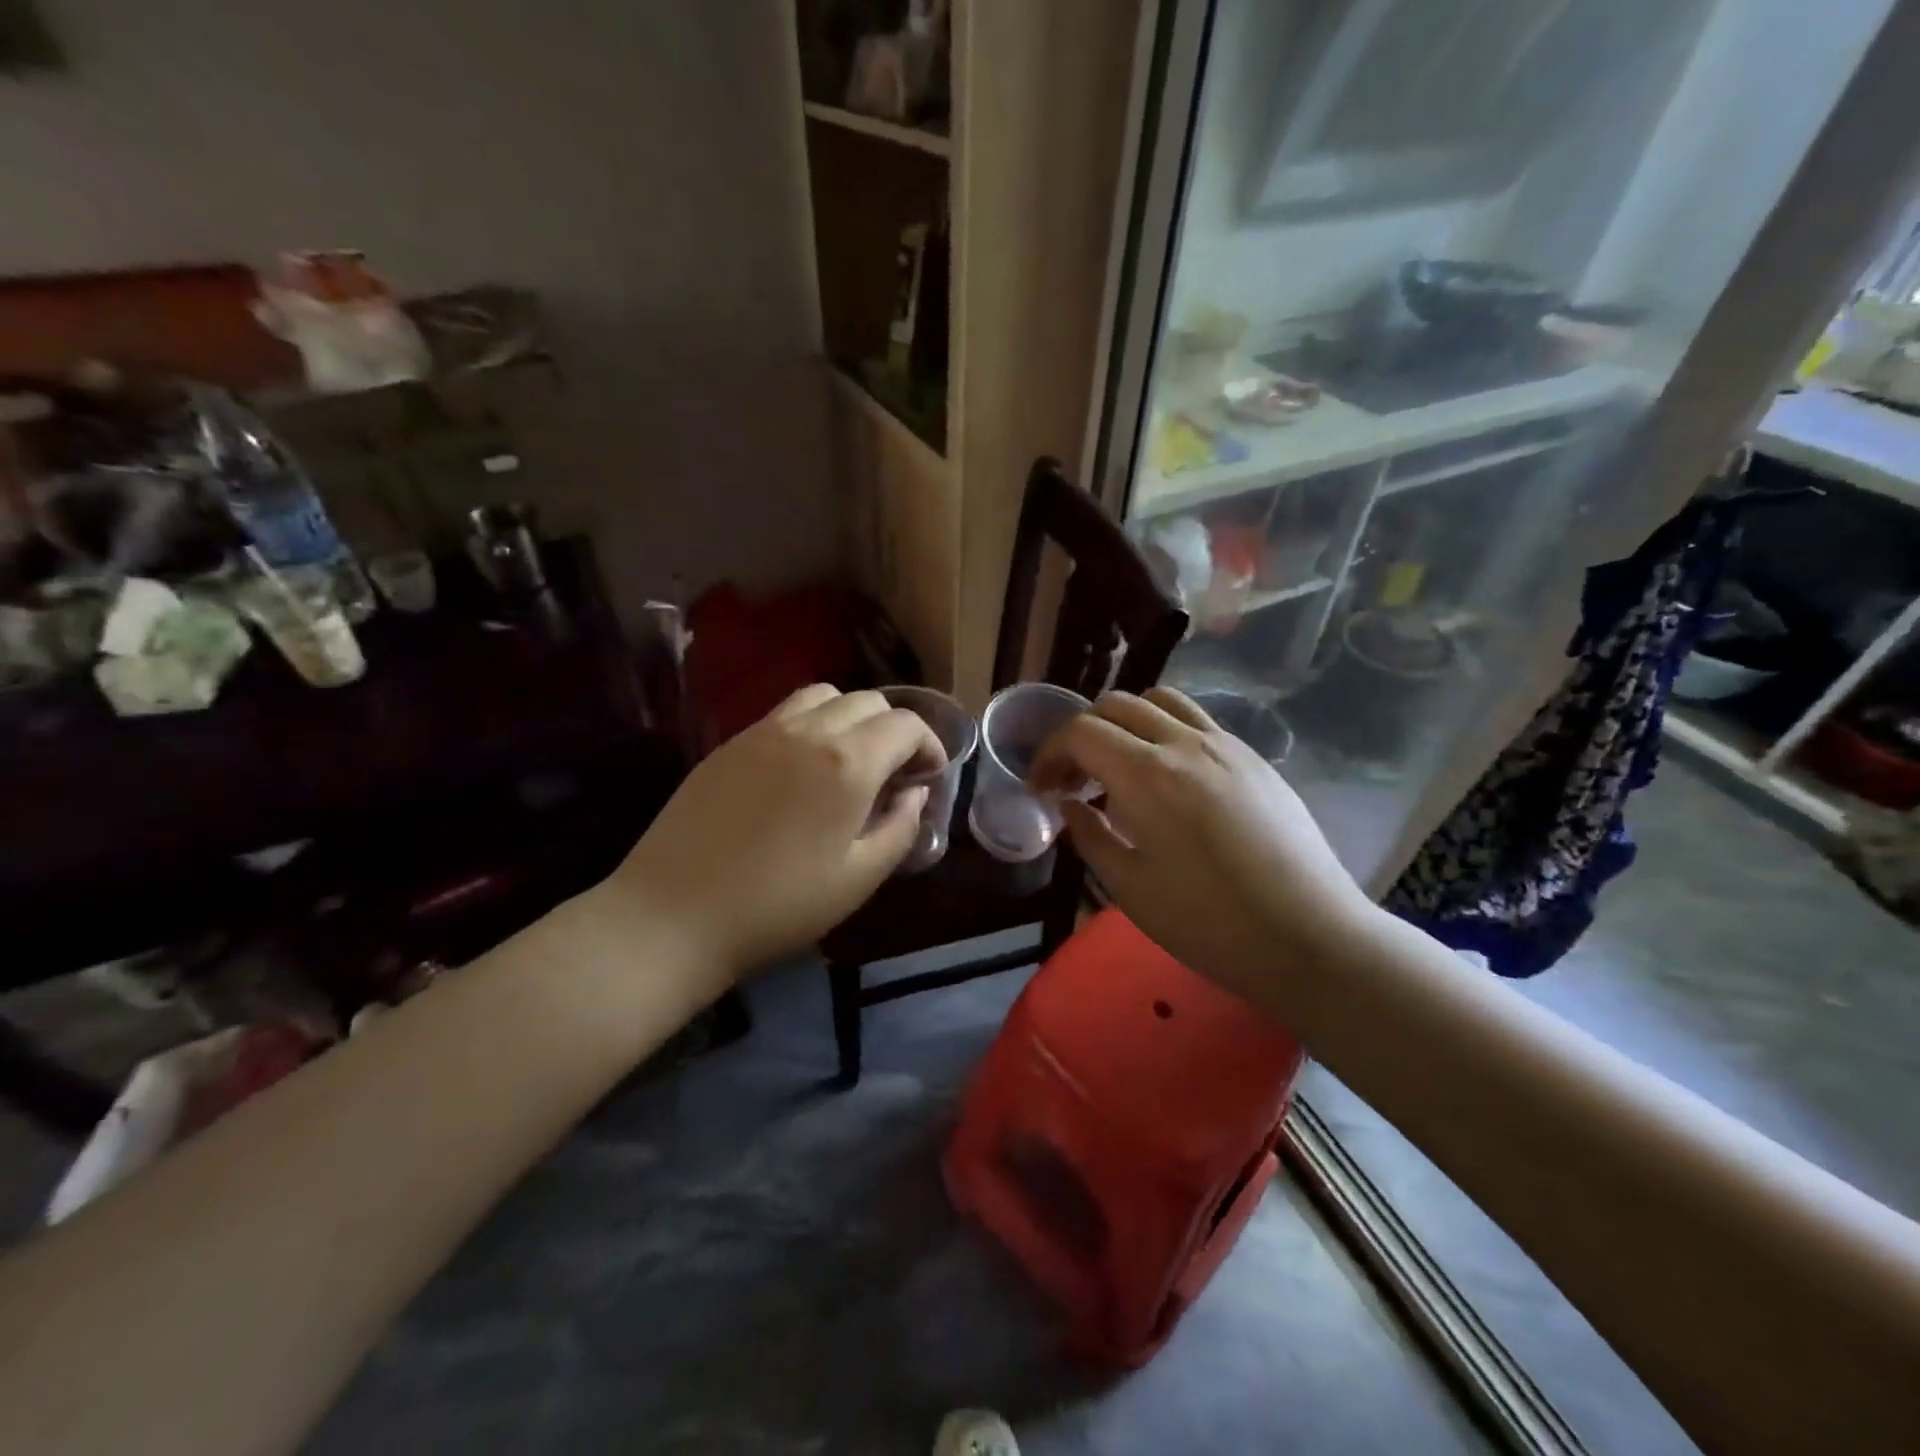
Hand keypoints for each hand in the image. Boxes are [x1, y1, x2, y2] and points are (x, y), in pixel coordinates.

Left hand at [607, 685, 942, 980]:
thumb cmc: (778, 906)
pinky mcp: (730, 743)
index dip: (928, 745)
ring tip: (848, 762)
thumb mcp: (858, 879)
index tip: (928, 778)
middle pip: (868, 701)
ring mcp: (762, 732)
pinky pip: (784, 713)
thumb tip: (915, 794)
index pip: (905, 724)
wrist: (673, 915)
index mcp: (847, 763)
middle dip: (894, 730)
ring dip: (850, 718)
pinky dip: (811, 724)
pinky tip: (801, 769)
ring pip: (824, 695)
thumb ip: (900, 828)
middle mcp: (808, 731)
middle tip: (893, 774)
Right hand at [1030, 687, 1381, 1002]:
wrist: (1309, 937)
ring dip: (1125, 723)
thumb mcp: (1129, 888)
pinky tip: (1168, 779)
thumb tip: (1069, 806)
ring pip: (1160, 701)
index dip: (1050, 754)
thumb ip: (1089, 837)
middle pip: (1116, 705)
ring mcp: (1226, 745)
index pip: (1081, 732)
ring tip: (1119, 768)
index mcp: (1147, 775)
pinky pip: (1197, 722)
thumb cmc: (1209, 922)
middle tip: (1074, 780)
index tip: (1042, 789)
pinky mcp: (1254, 758)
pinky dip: (1164, 732)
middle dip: (1082, 735)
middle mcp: (1185, 744)